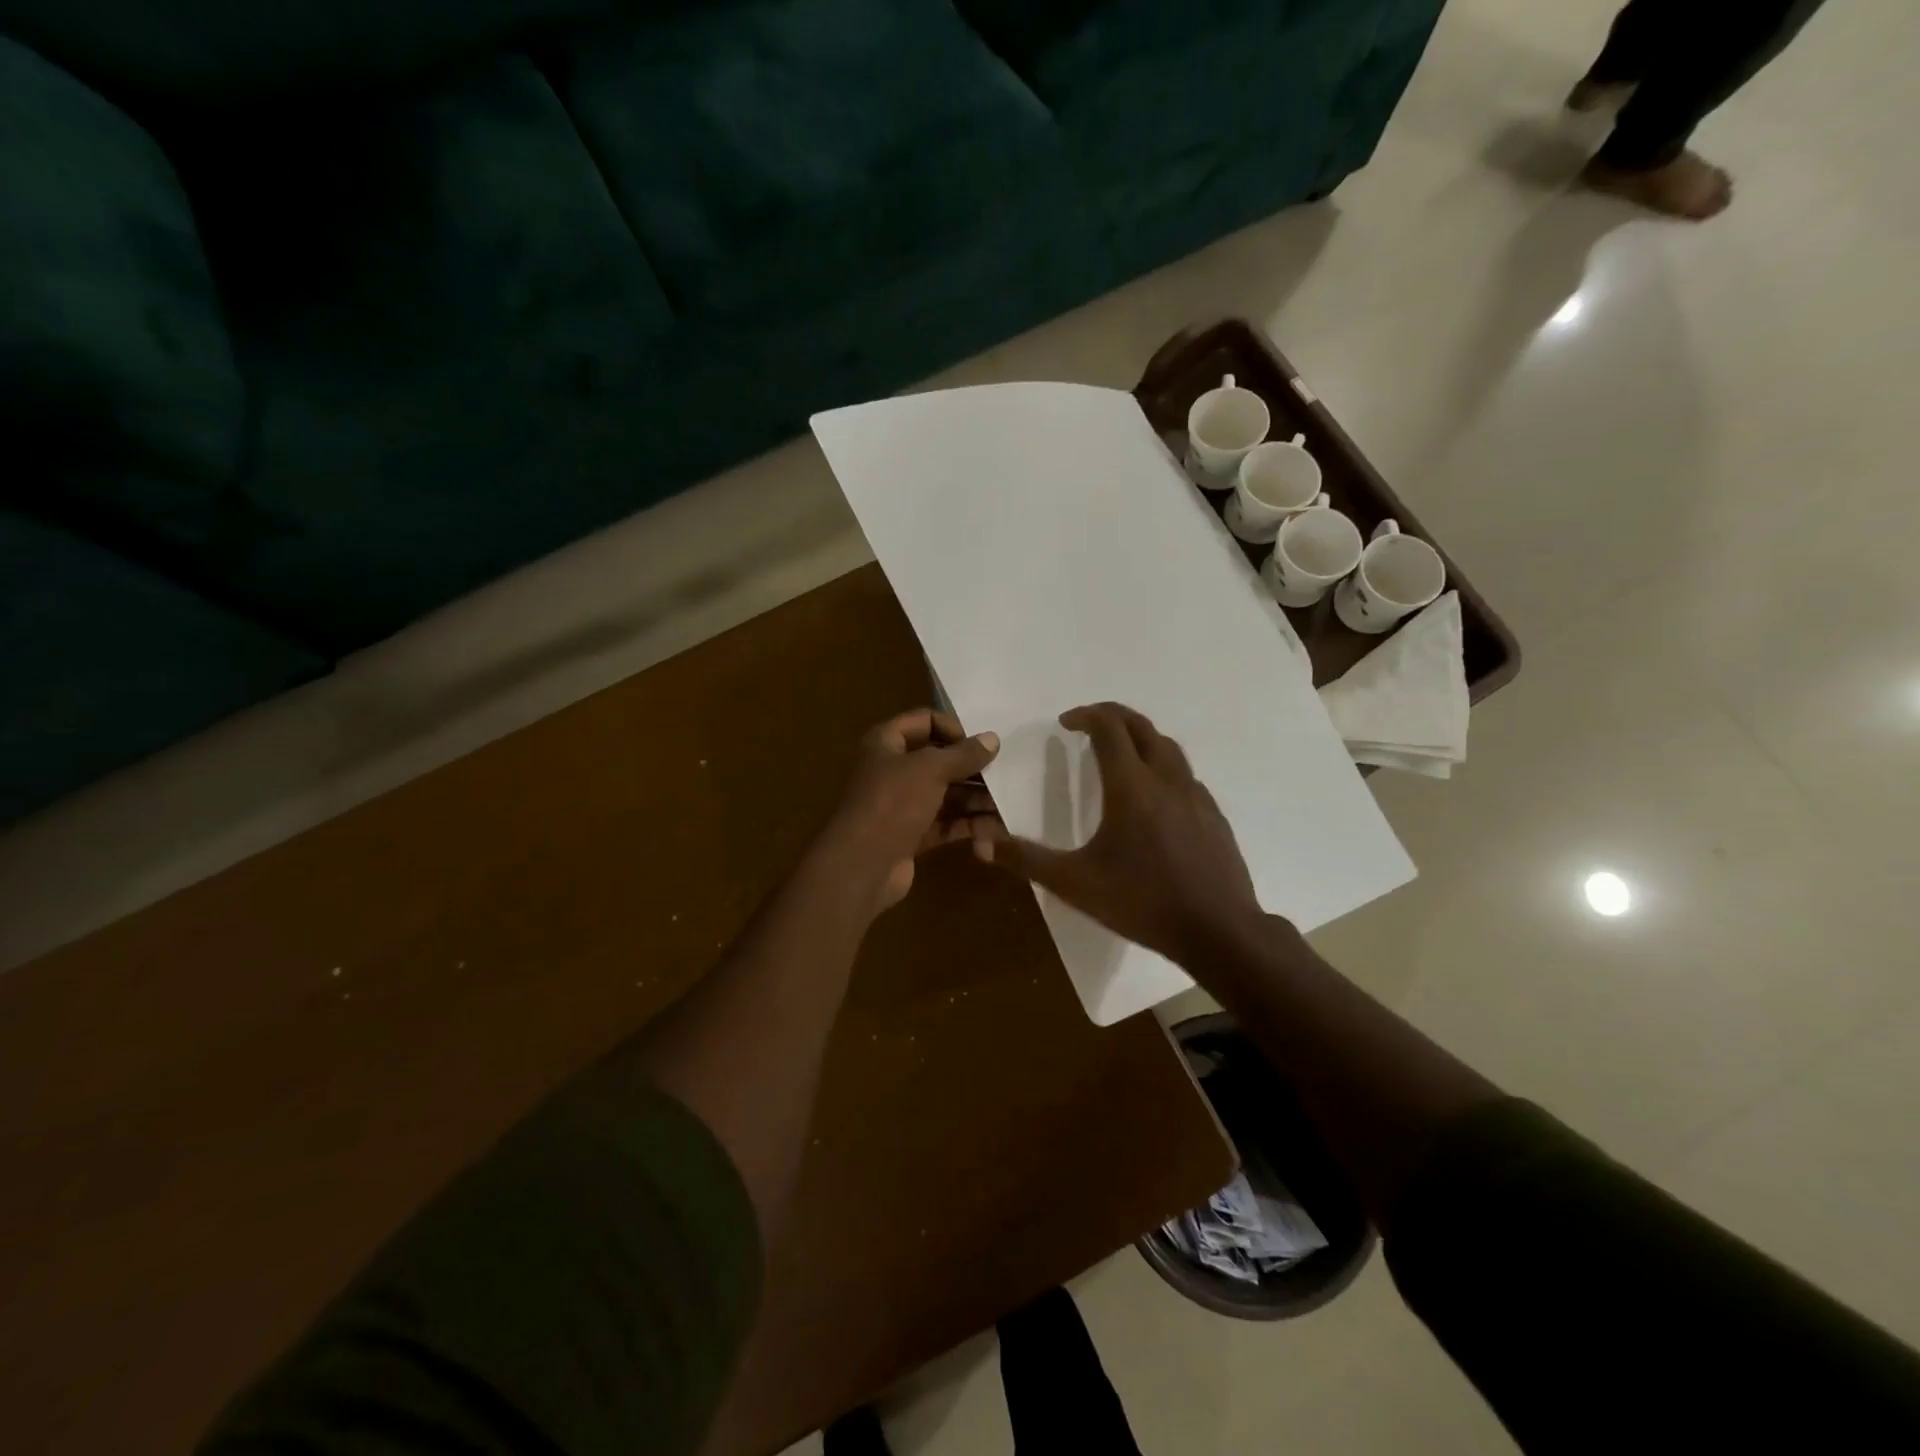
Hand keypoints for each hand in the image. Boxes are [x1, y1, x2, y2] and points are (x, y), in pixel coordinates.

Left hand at [820, 709, 1000, 911]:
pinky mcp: (912, 835)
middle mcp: (894, 770)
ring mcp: (903, 805)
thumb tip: (993, 739)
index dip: (954, 728)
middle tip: (1007, 774)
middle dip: (973, 769)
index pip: (924, 721)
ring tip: (1008, 805)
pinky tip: (997, 830)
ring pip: (947, 795)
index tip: (981, 744)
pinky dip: (969, 825)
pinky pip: (946, 823)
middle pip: (940, 761)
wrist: (861, 866)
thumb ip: (963, 754)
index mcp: (886, 743)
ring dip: (976, 800)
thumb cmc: (892, 803)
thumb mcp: (930, 769)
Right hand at [975, 702, 1265, 964]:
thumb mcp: (1075, 883)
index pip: (1109, 728)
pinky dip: (1163, 766)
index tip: (1066, 722)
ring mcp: (1195, 795)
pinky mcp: (1214, 815)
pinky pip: (1185, 775)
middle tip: (1089, 722)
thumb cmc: (1142, 902)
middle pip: (1141, 726)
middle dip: (1113, 715)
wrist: (1219, 930)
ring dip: (1140, 737)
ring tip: (1120, 752)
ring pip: (1168, 747)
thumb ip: (1027, 859)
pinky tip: (1154, 796)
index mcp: (1131, 786)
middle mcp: (1165, 779)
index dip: (1085, 715)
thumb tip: (980, 843)